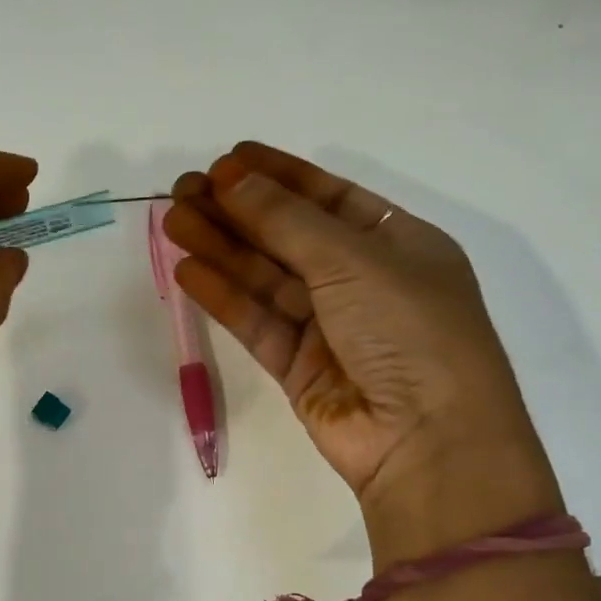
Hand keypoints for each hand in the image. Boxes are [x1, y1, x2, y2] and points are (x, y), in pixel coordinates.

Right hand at [164, 142, 560, 561]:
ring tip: (173, 219)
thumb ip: (287, 221)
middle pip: (289, 237)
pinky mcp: (300, 369)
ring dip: (222, 249)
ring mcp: (330, 328)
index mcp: (398, 244)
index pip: (329, 198)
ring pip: (266, 279)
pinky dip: (225, 297)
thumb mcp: (355, 260)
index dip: (279, 176)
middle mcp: (364, 282)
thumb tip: (232, 178)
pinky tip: (188, 270)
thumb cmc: (410, 331)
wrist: (427, 441)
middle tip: (184, 188)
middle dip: (239, 211)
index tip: (229, 159)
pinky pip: (257, 323)